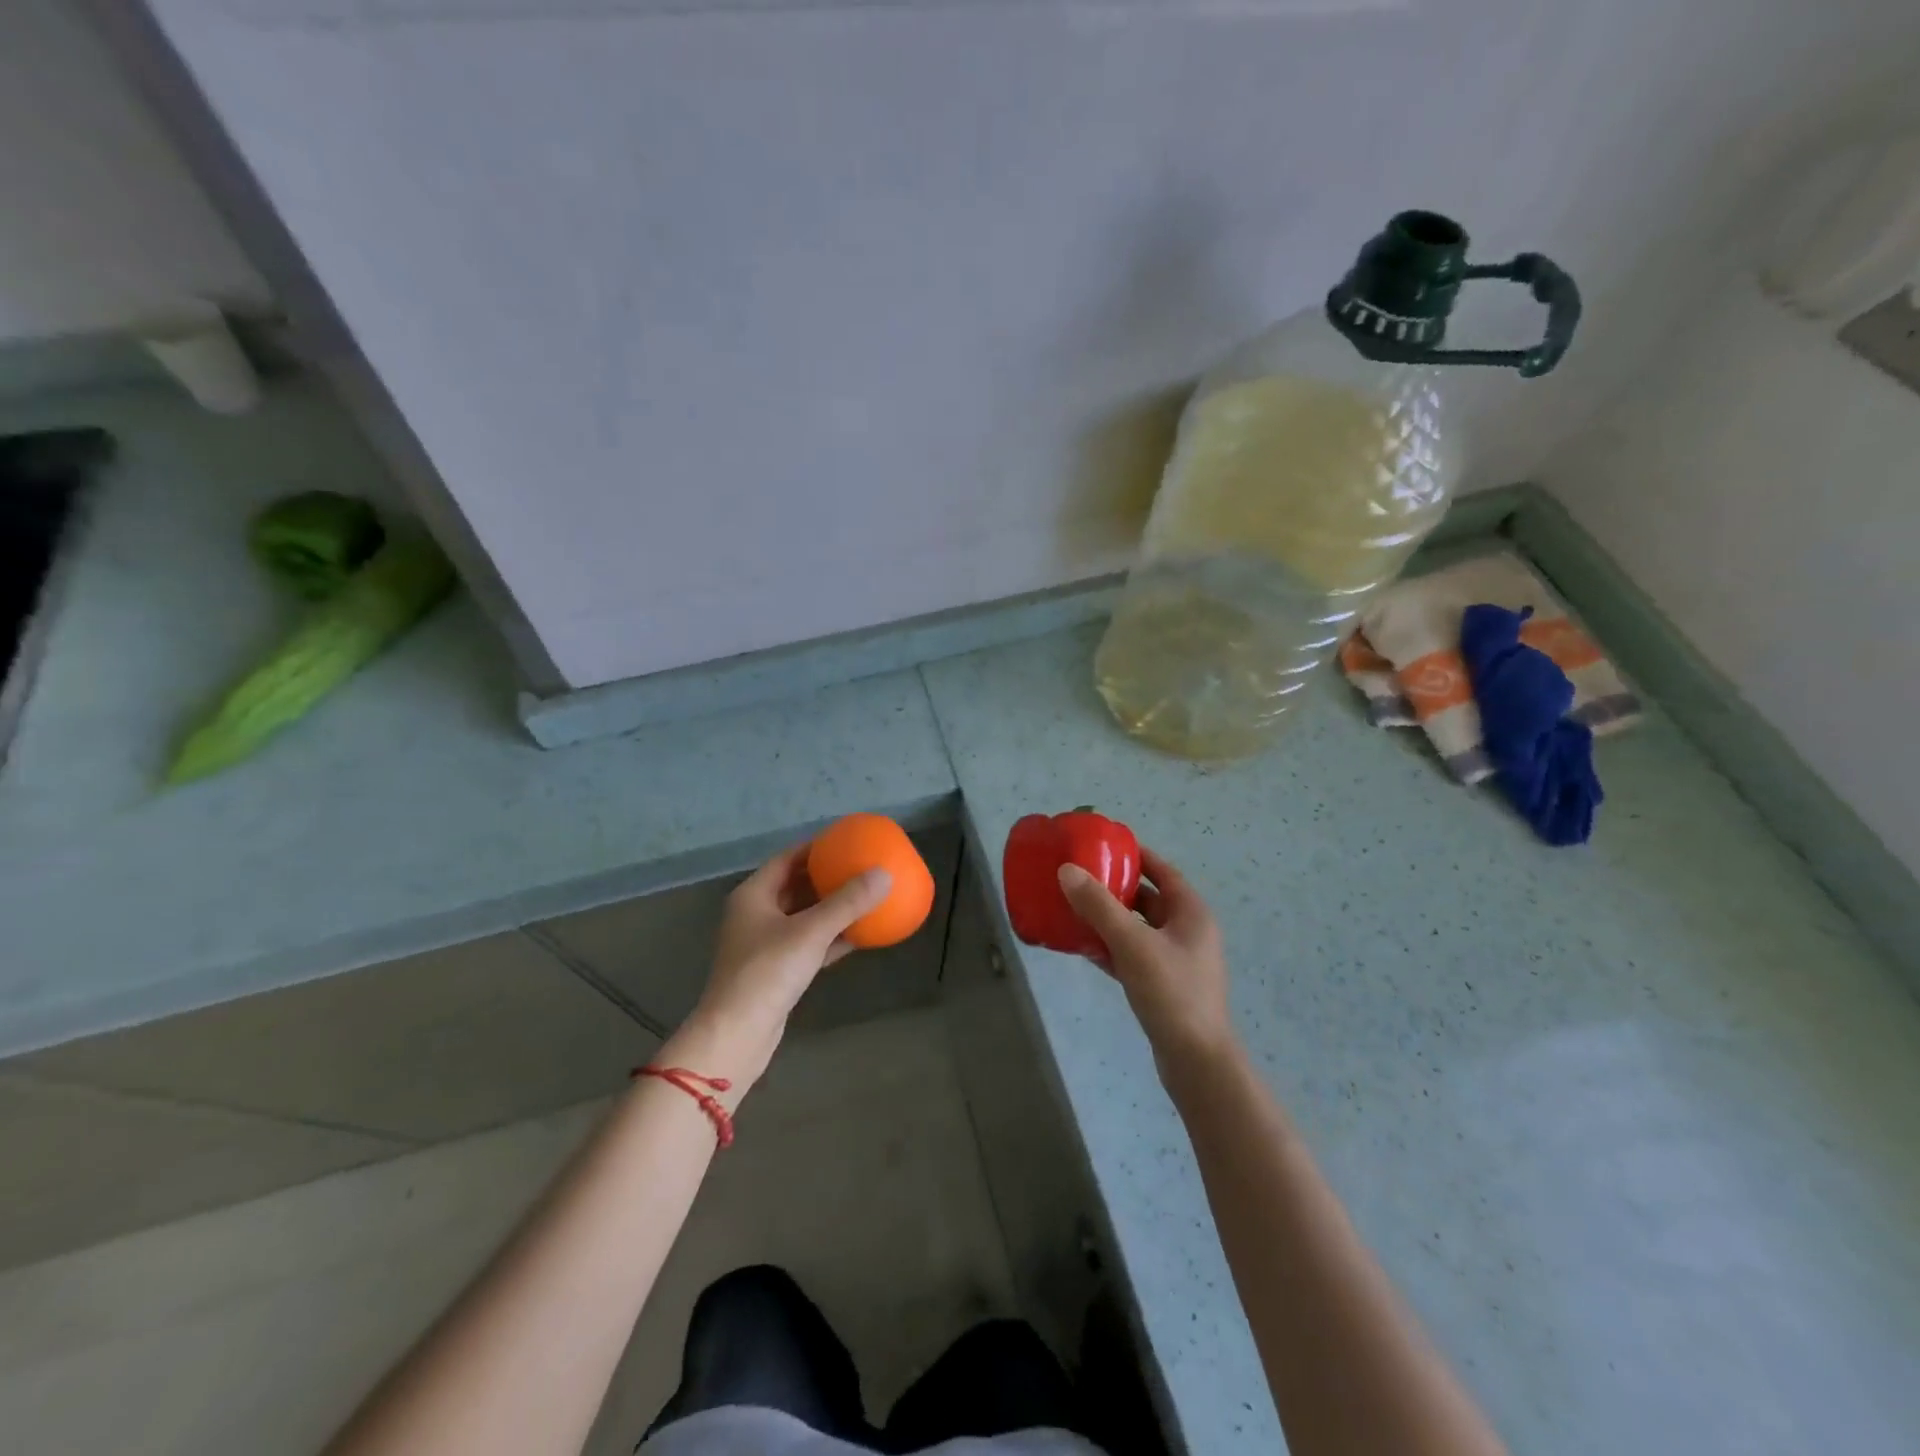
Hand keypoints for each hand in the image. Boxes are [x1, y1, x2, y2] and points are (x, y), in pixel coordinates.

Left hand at [673, 844, 891, 1088]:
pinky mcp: (778, 970)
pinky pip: (809, 943)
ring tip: (866, 895)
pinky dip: (832, 937)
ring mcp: (765, 944)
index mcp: (753, 895)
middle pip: (796, 886)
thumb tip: (884, 874)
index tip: (847, 840)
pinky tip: (861, 934)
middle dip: (827, 876)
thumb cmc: (767, 972)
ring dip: (832, 907)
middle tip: (861, 866)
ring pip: (804, 916)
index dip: (816, 847)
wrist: (737, 1035)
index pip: (787, 858)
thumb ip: (847, 902)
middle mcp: (756, 914)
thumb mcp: (810, 932)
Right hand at [1057, 847, 1235, 1074]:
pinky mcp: (1163, 986)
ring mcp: (1177, 961)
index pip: (1163, 871)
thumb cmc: (1171, 993)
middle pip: (1148, 899)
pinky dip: (1111, 948)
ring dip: (1109, 919)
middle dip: (1116, 888)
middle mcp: (1187, 932)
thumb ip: (1099, 906)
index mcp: (1191, 913)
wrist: (1196, 1061)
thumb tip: (1067, 870)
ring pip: (1138, 929)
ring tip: (1075, 909)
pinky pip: (1133, 955)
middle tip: (1081, 878)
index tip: (1105, 846)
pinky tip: (1084, 947)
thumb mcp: (1132, 944)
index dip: (1136, 856)